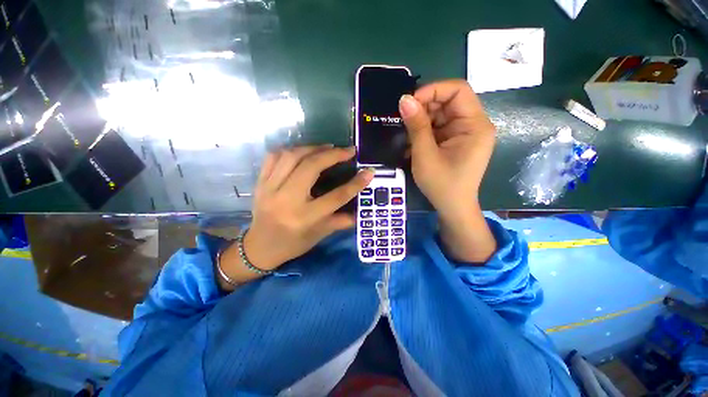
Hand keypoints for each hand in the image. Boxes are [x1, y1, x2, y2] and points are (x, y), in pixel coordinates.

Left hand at [219, 146, 373, 287]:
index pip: (336, 197)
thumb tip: (361, 211)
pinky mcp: (260, 182)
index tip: (369, 171)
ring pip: (292, 156)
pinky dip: (291, 149)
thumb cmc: (293, 244)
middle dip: (333, 155)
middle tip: (347, 150)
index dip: (355, 183)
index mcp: (305, 217)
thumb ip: (341, 221)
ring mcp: (270, 188)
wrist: (259, 247)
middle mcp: (287, 200)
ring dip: (313, 148)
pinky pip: (274, 156)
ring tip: (328, 148)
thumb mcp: (320, 235)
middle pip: (311, 167)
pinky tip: (303, 151)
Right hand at [399, 80, 496, 262]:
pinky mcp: (456, 142)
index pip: (458, 91)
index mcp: (475, 125)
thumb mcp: (425, 155)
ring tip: (405, 134)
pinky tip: (412, 143)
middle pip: (448, 102)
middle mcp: (474, 125)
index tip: (409, 102)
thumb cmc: (441, 184)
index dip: (433, 90)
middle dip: (424, 107)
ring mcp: (464, 133)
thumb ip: (416, 126)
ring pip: (441, 115)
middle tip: (403, 119)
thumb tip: (404, 99)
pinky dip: (424, 132)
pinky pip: (439, 128)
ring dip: (421, 121)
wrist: (452, 208)